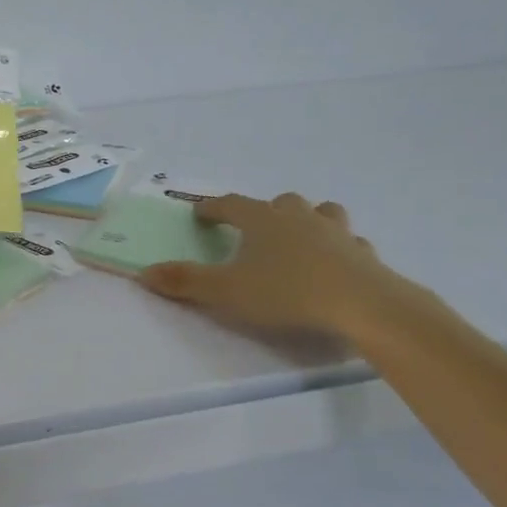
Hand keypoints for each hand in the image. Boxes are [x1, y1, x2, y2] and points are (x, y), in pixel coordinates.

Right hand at [141, 194, 398, 336]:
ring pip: (322, 212)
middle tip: (255, 228)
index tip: (200, 212)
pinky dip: (340, 249)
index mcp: (262, 220)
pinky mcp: (363, 254)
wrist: (361, 304)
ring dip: (309, 219)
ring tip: (302, 236)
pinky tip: (337, 265)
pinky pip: (350, 244)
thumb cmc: (287, 292)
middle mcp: (299, 217)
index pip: (231, 204)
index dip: (213, 208)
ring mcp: (335, 232)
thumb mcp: (226, 291)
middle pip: (280, 202)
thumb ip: (185, 282)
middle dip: (264, 211)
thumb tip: (144, 272)